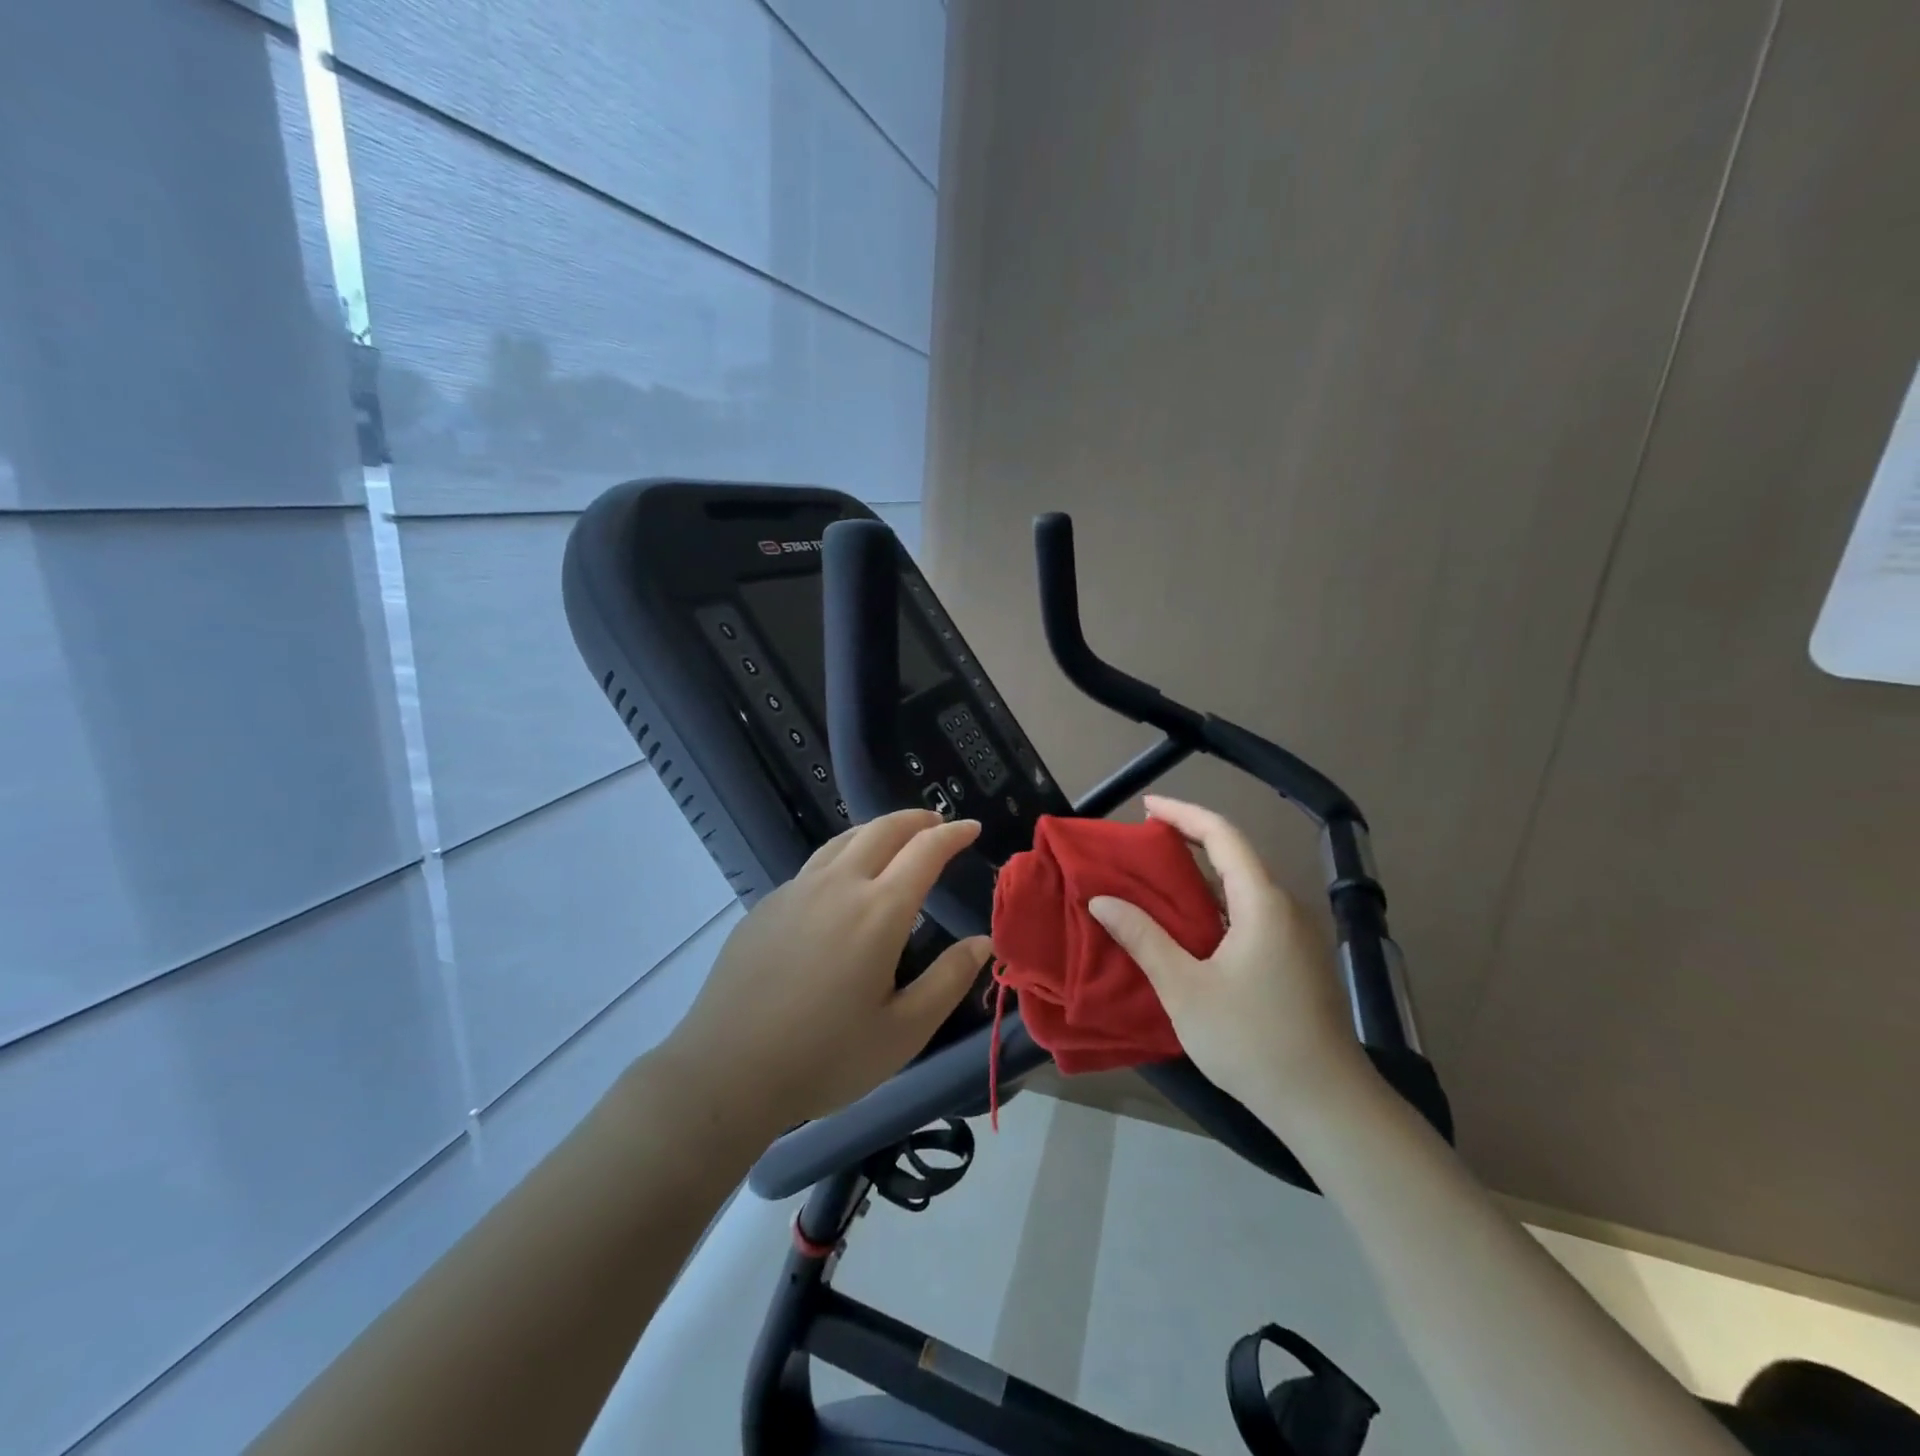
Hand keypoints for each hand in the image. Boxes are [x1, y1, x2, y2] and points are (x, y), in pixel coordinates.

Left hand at [664, 810, 993, 1132]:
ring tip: (895, 839)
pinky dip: (844, 855)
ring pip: (844, 840)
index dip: (952, 834)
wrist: (726, 1071)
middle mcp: (838, 886)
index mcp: (878, 911)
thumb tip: (982, 942)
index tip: (971, 827)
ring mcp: (796, 890)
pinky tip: (842, 883)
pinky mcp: (767, 905)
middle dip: (916, 820)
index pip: (925, 851)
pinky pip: (815, 865)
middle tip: (936, 824)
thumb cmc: (825, 1057)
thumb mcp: (903, 1032)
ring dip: (877, 830)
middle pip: (882, 830)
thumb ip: (948, 981)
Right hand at [1087, 795, 1372, 1119]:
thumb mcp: (1185, 989)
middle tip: (1143, 846)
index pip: (1223, 836)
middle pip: (1235, 858)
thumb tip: (1102, 900)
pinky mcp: (1296, 963)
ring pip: (1243, 890)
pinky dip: (1216, 907)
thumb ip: (1143, 939)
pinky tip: (1190, 929)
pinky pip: (1250, 915)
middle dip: (1189, 843)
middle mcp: (1284, 909)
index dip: (1184, 814)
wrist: (1326, 1105)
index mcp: (1262, 903)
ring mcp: (1295, 938)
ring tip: (1157, 882)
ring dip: (1201, 879)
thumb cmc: (1252, 1039)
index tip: (1147, 806)